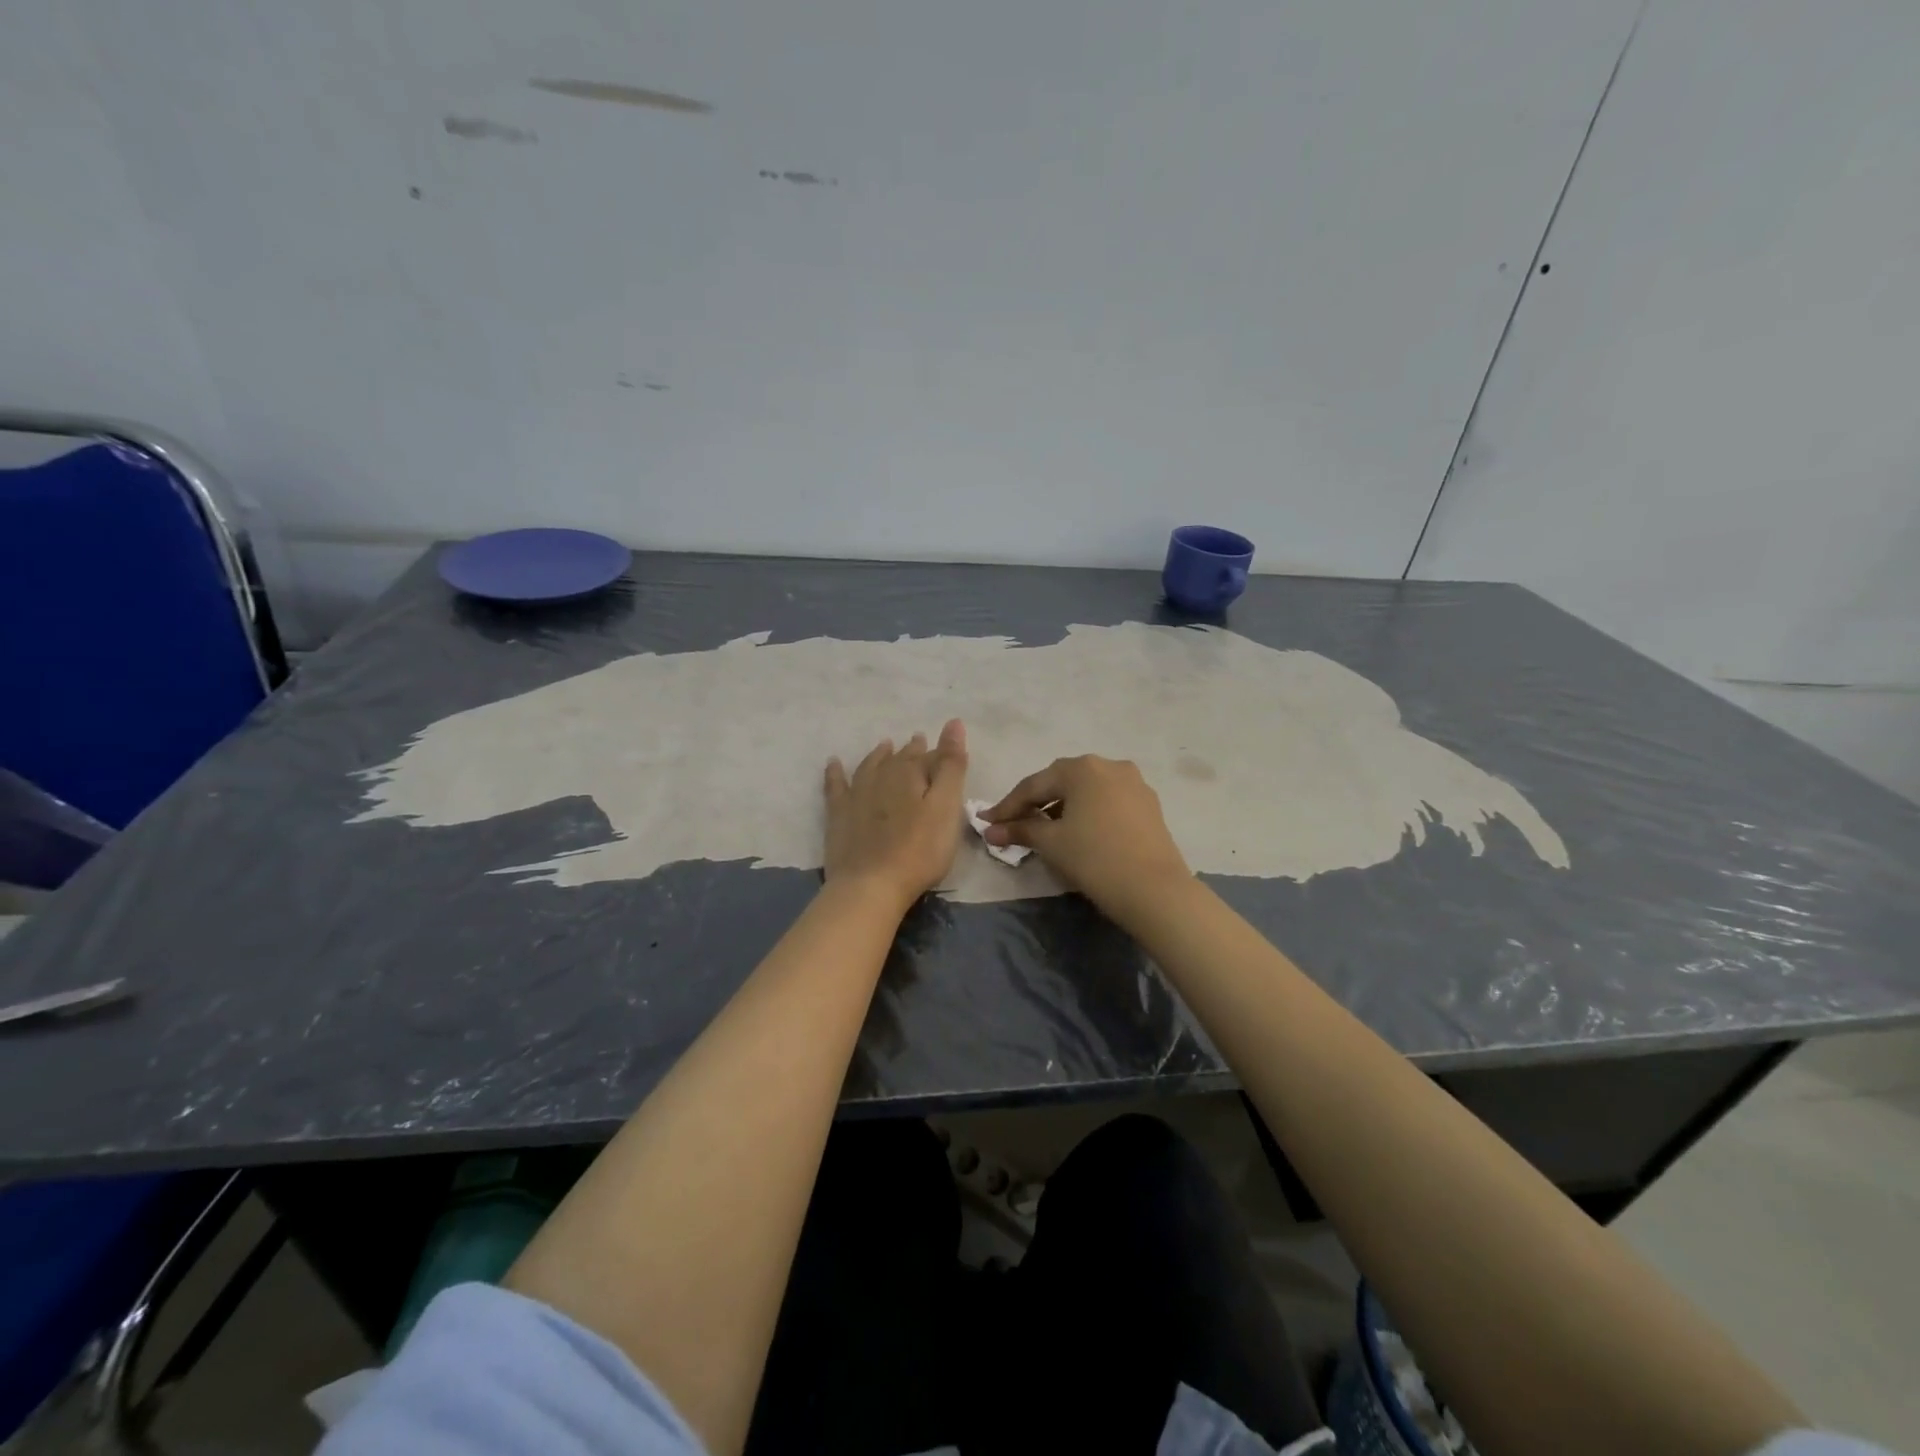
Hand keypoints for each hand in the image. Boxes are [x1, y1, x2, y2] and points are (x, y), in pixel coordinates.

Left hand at [824, 720, 968, 910]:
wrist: (870, 885)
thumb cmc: (919, 850)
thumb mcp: (946, 807)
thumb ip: (952, 766)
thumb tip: (954, 723)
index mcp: (910, 774)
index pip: (929, 757)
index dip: (939, 753)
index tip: (945, 749)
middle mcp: (881, 776)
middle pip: (899, 759)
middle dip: (911, 751)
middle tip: (918, 741)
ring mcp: (856, 794)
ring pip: (870, 766)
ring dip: (879, 755)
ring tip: (886, 745)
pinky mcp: (838, 815)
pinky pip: (835, 784)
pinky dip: (835, 772)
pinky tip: (833, 763)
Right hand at [981, 755, 1191, 914]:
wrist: (1155, 890)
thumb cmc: (1094, 859)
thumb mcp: (1051, 843)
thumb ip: (1020, 831)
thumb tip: (991, 830)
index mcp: (1081, 767)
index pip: (1033, 785)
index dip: (1007, 806)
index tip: (988, 823)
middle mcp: (1109, 765)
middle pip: (1061, 782)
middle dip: (1035, 804)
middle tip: (1013, 825)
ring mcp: (1133, 783)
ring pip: (1086, 791)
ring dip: (1062, 807)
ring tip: (1045, 831)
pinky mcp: (1148, 803)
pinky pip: (1107, 801)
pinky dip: (1087, 813)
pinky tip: (1078, 832)